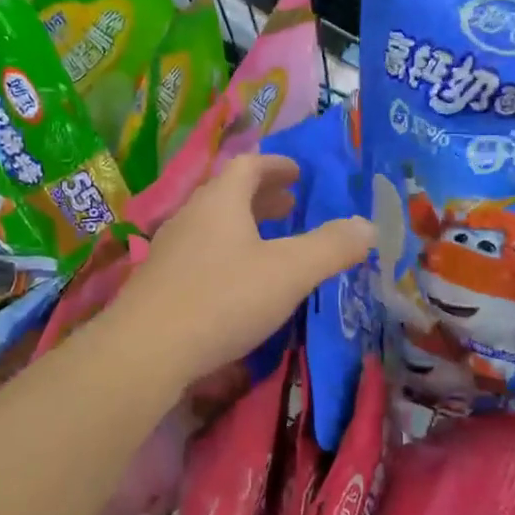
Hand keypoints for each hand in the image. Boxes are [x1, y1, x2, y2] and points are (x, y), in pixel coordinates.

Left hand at [106, 154, 373, 388]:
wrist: (146, 350)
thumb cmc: (223, 299)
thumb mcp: (289, 272)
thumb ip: (331, 247)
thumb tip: (368, 225)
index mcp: (220, 201)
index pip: (248, 165)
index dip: (276, 165)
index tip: (298, 173)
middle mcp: (190, 216)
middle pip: (227, 193)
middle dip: (262, 196)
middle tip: (291, 206)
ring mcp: (169, 250)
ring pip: (212, 226)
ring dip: (242, 227)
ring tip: (268, 244)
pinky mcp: (158, 283)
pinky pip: (199, 255)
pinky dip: (225, 255)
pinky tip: (235, 284)